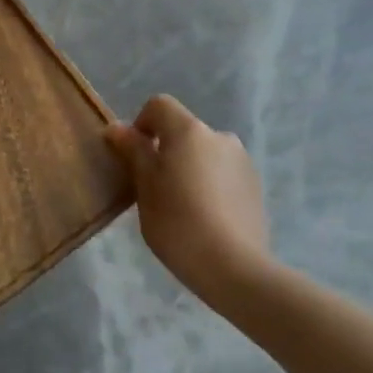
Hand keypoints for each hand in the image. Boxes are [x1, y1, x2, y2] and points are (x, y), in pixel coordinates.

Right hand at [104, 95, 270, 294]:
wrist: (234, 267)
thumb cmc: (178, 224)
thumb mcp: (145, 188)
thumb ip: (133, 152)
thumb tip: (117, 127)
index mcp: (189, 131)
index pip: (159, 106)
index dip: (141, 124)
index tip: (134, 157)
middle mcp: (220, 136)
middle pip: (184, 132)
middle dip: (167, 152)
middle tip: (155, 190)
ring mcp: (242, 160)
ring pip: (205, 154)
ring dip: (191, 169)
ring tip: (184, 209)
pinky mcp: (255, 185)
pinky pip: (223, 174)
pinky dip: (210, 185)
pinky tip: (207, 219)